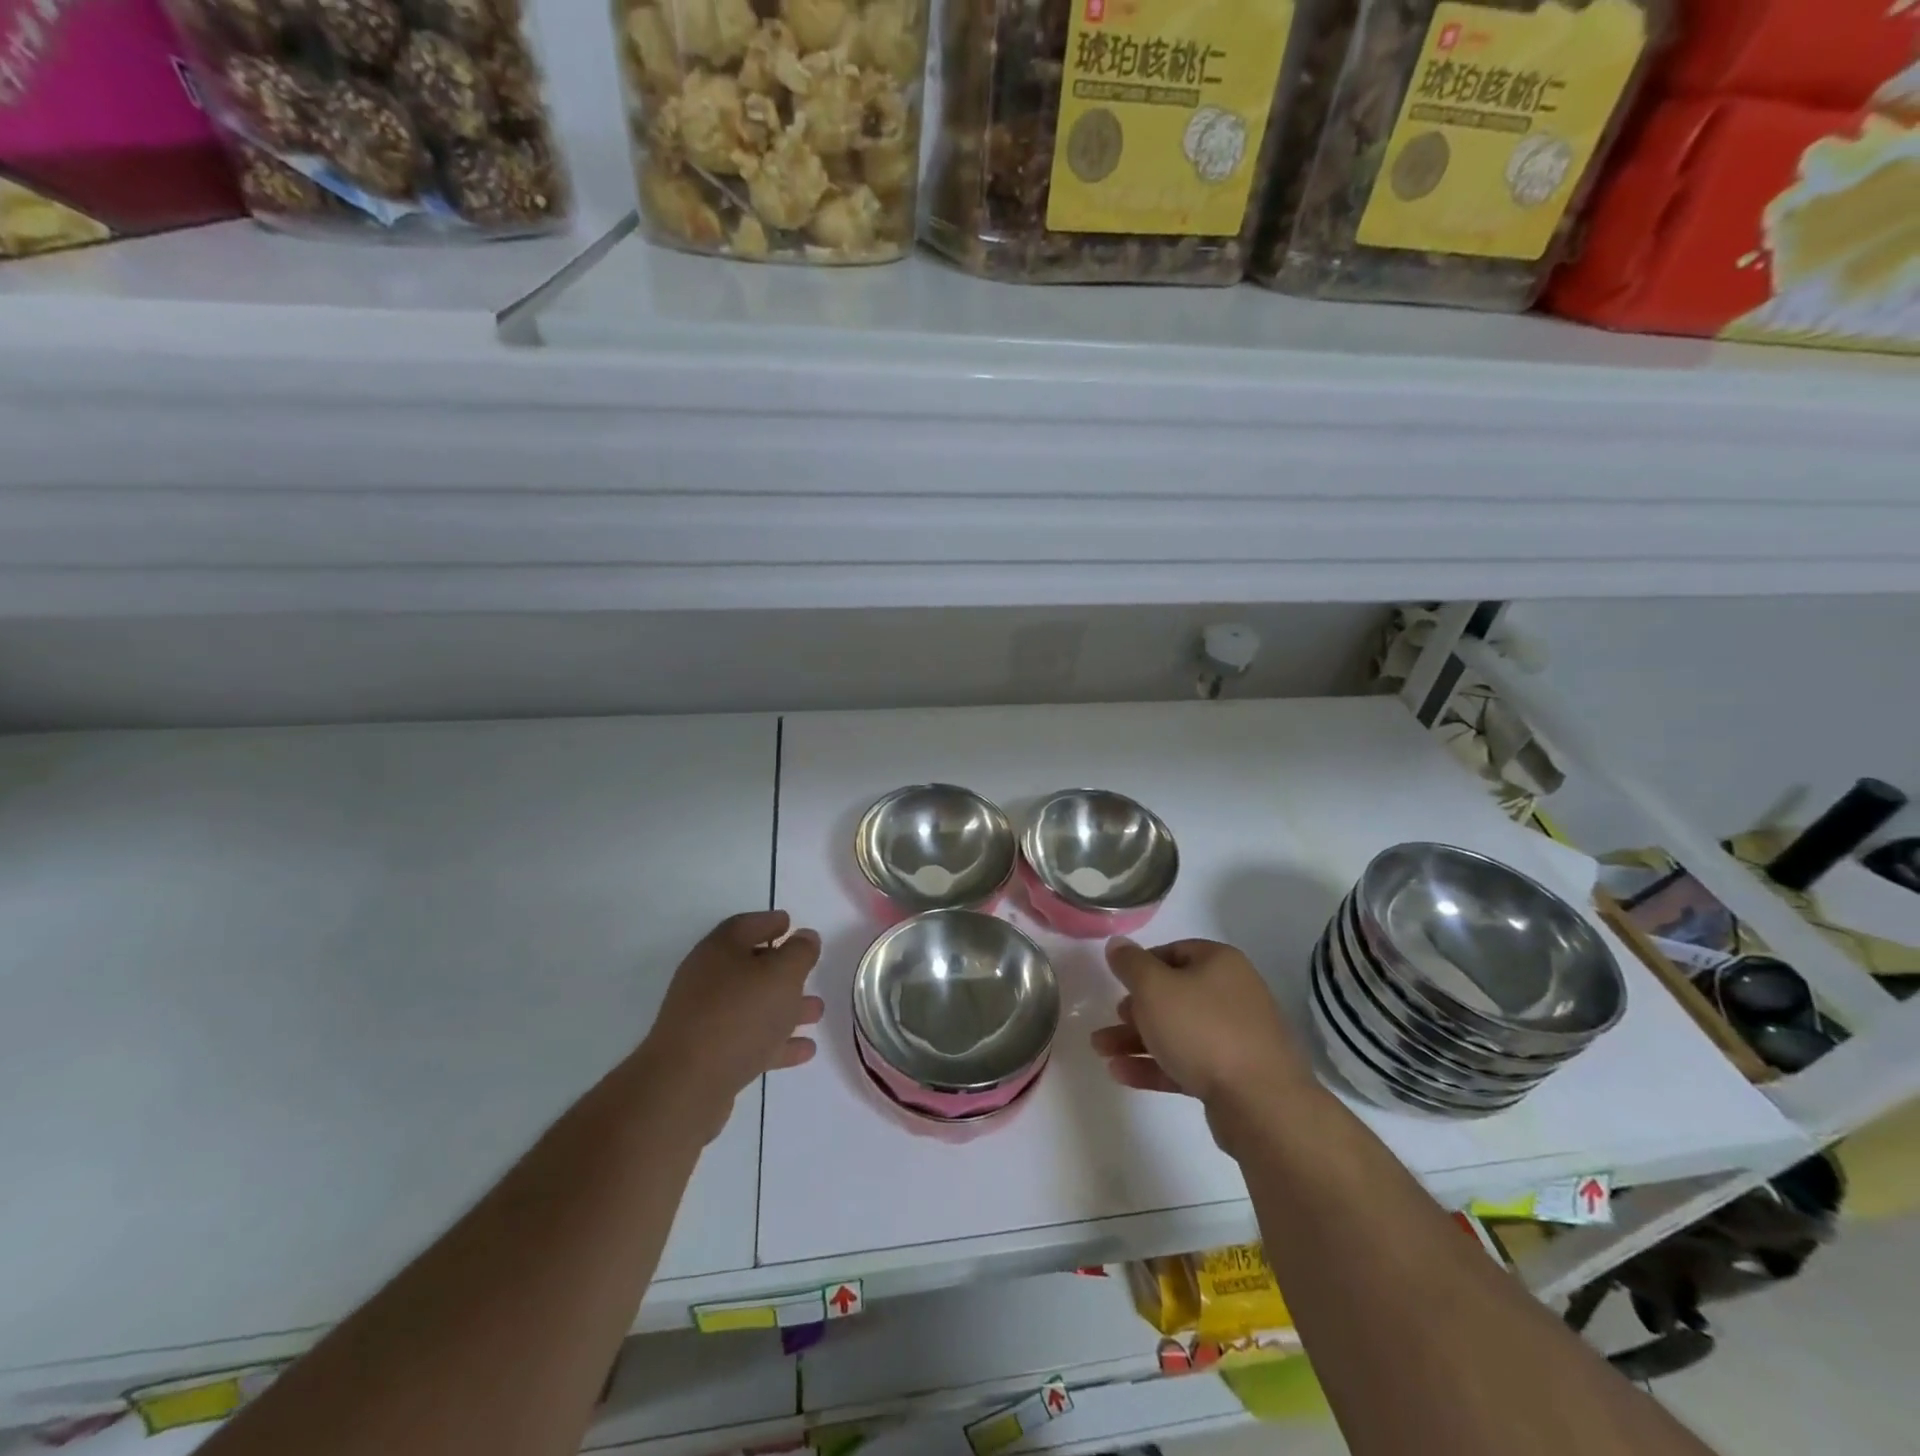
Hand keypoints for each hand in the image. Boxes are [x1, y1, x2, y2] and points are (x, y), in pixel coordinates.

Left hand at [636, 911, 823, 1140]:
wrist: (685, 1086)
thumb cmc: (739, 1015)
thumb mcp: (782, 974)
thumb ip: (799, 952)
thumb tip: (805, 936)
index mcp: (720, 950)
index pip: (746, 925)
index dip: (770, 922)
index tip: (791, 924)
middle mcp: (708, 979)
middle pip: (749, 966)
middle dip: (783, 970)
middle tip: (810, 972)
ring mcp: (705, 1019)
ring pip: (752, 1006)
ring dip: (785, 1007)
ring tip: (816, 1012)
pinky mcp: (708, 1056)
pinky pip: (749, 1040)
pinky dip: (776, 1042)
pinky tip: (804, 1050)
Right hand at [1091, 938, 1317, 1147]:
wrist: (1261, 1104)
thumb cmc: (1202, 1030)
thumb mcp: (1154, 988)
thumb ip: (1130, 964)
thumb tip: (1117, 944)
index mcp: (1220, 963)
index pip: (1173, 951)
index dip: (1141, 965)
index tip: (1117, 982)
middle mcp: (1232, 994)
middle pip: (1174, 994)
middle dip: (1135, 1009)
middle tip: (1111, 1019)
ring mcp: (1236, 1037)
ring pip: (1177, 1031)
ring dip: (1137, 1040)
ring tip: (1101, 1051)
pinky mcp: (1233, 1076)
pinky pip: (1187, 1062)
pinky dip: (1155, 1065)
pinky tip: (1121, 1074)